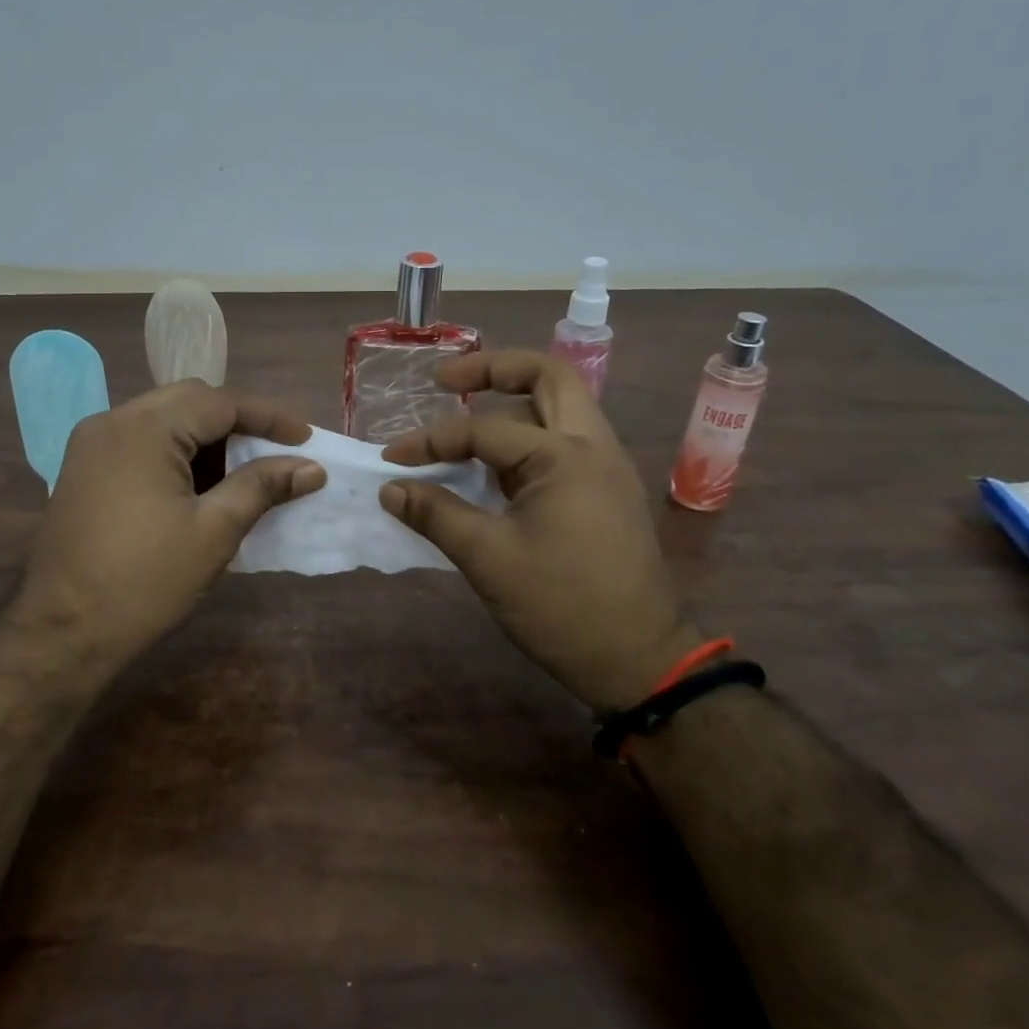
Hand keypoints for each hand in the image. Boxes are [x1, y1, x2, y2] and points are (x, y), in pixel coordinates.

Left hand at [14, 380, 326, 654]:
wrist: (64, 633)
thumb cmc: (145, 581)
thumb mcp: (214, 531)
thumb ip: (263, 487)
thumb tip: (311, 468)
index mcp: (143, 428)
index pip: (219, 402)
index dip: (268, 416)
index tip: (305, 439)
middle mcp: (112, 421)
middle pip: (189, 401)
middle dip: (237, 422)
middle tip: (276, 451)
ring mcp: (91, 444)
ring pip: (164, 419)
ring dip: (206, 437)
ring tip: (244, 470)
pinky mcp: (84, 468)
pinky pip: (141, 441)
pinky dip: (177, 452)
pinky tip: (200, 484)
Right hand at [378, 350, 697, 711]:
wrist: (638, 660)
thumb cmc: (562, 606)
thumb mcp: (488, 558)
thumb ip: (436, 514)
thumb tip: (390, 489)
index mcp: (566, 455)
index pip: (484, 429)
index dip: (431, 440)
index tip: (393, 459)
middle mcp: (593, 445)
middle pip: (547, 376)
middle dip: (493, 369)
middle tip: (445, 381)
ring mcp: (606, 466)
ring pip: (558, 407)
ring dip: (511, 403)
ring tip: (465, 421)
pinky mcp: (606, 490)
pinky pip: (562, 442)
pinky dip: (525, 438)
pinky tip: (493, 467)